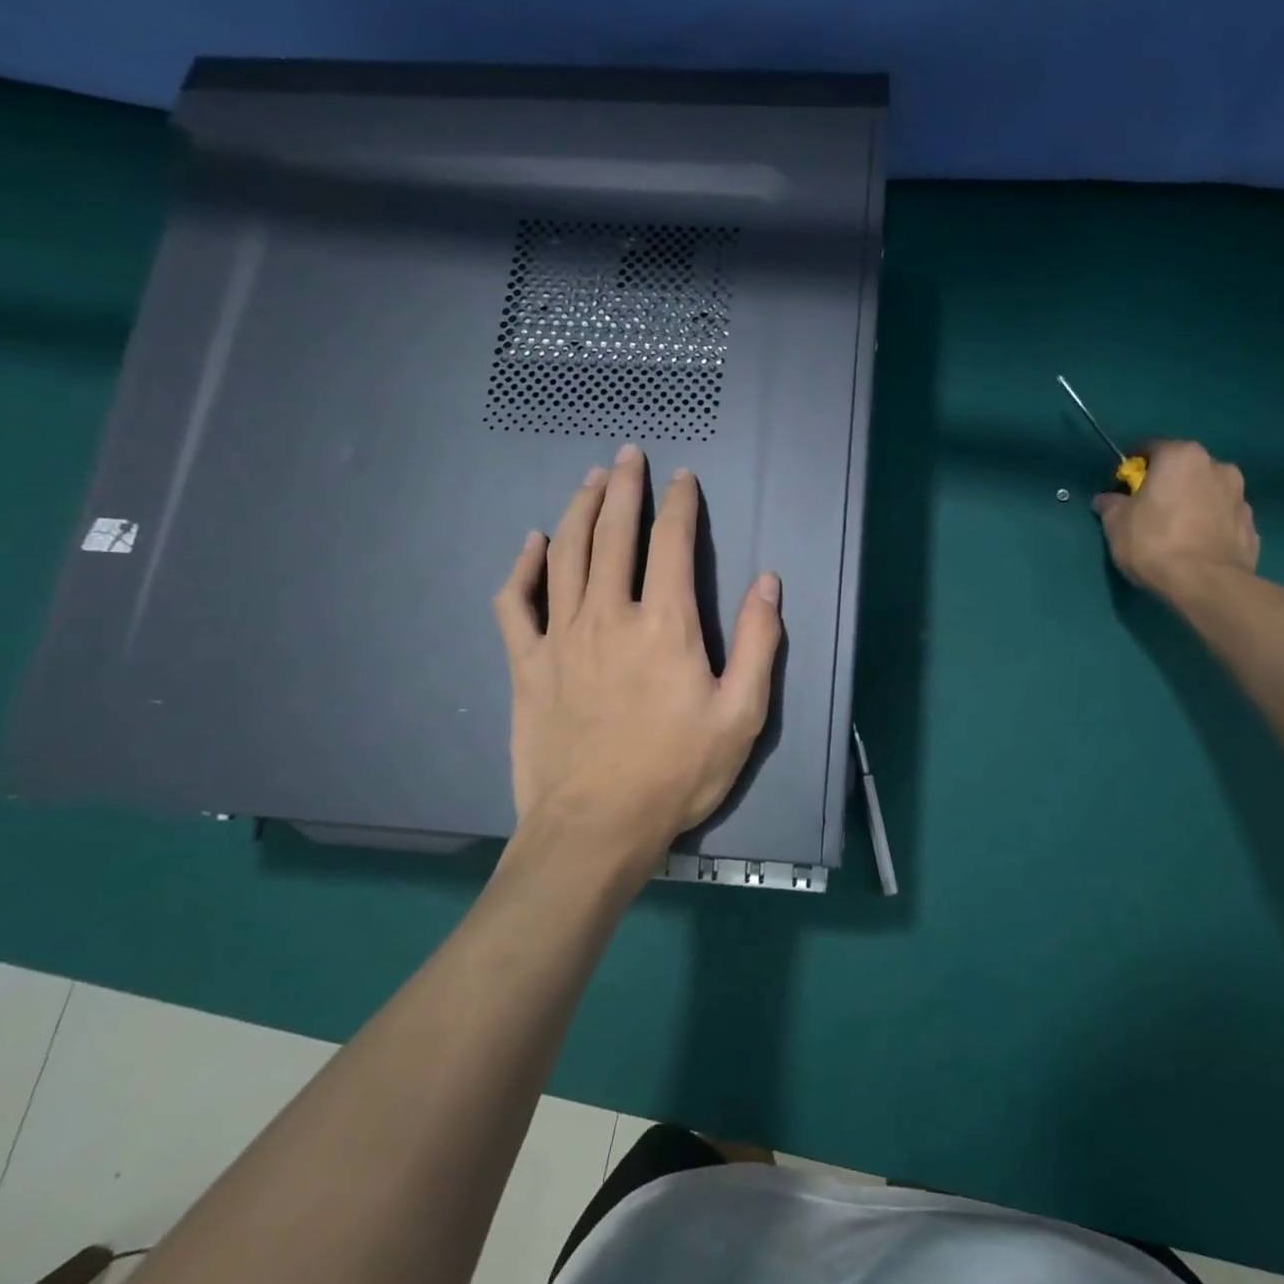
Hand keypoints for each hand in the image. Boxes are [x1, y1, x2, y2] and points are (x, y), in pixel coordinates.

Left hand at [494, 445, 782, 871]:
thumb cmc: (676, 773)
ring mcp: (561, 636)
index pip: (671, 543)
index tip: (683, 478)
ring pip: (566, 554)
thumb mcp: (742, 715)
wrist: (595, 828)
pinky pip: (516, 602)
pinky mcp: (527, 663)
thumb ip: (759, 642)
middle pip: (614, 533)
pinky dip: (523, 567)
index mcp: (665, 624)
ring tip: (590, 479)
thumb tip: (767, 581)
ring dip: (579, 509)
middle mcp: (609, 615)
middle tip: (628, 456)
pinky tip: (533, 545)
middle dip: (623, 487)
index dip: (679, 504)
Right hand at [1092, 440, 1258, 597]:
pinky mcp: (1251, 525)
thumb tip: (1107, 499)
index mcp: (1181, 456)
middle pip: (1183, 468)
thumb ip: (1110, 504)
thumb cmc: (1154, 543)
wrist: (1207, 584)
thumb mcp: (1116, 523)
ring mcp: (1240, 495)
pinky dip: (1209, 524)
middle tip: (1148, 509)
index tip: (1122, 488)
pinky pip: (1222, 517)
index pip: (1150, 448)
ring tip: (1174, 531)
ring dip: (1191, 502)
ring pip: (1206, 491)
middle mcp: (1217, 466)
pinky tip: (1195, 546)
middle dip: (1166, 483)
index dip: (1132, 467)